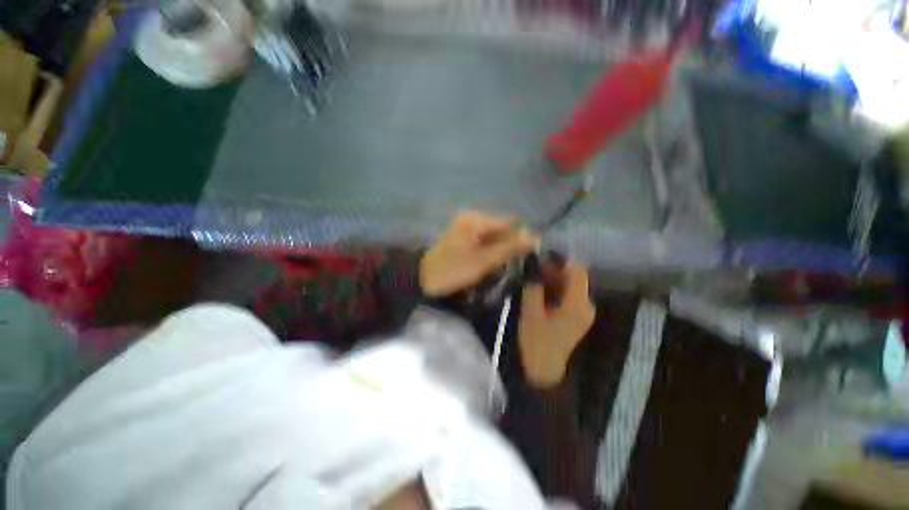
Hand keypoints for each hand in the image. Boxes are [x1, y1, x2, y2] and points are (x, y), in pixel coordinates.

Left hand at [419, 211, 535, 296]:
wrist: (424, 277)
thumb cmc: (454, 269)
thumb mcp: (484, 261)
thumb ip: (509, 248)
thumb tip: (534, 237)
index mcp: (476, 220)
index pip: (509, 222)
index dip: (522, 236)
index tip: (530, 253)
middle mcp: (472, 217)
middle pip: (500, 227)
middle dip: (509, 243)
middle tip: (513, 263)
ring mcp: (466, 225)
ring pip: (492, 234)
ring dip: (499, 248)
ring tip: (500, 264)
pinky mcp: (462, 234)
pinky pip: (483, 238)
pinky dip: (489, 249)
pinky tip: (488, 261)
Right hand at [518, 263, 595, 387]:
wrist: (544, 369)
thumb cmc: (536, 341)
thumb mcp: (531, 312)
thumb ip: (535, 287)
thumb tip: (536, 269)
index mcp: (577, 304)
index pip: (578, 272)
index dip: (562, 260)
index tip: (543, 256)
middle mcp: (586, 306)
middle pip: (576, 278)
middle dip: (557, 269)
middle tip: (536, 266)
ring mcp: (583, 312)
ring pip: (572, 286)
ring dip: (556, 279)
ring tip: (536, 276)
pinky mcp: (578, 317)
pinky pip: (570, 296)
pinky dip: (558, 289)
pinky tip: (542, 289)